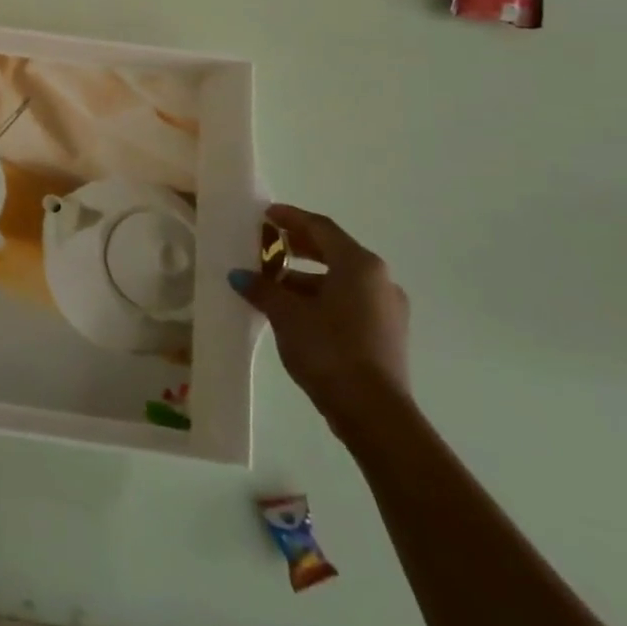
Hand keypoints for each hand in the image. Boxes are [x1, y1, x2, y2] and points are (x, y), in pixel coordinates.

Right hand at [230, 204, 410, 435]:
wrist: (373, 411)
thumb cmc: (328, 348)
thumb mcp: (286, 314)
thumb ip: (262, 288)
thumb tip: (240, 275)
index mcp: (359, 265)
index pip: (320, 227)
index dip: (290, 217)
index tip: (265, 214)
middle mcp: (379, 280)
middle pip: (333, 251)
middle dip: (297, 246)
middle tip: (266, 244)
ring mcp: (387, 308)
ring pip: (340, 279)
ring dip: (305, 276)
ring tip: (271, 283)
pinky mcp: (385, 333)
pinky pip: (348, 301)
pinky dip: (320, 297)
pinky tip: (293, 310)